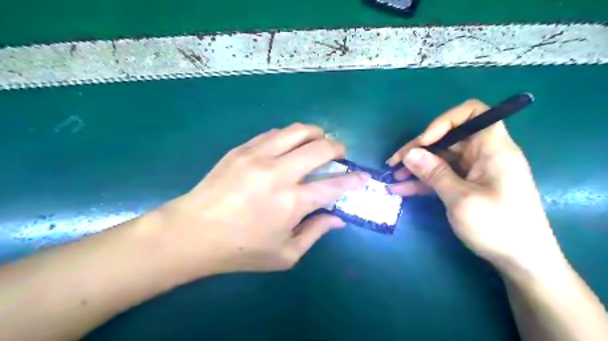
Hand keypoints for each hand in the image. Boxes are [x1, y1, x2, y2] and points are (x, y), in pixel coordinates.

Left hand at [155, 124, 367, 278]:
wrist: (193, 232)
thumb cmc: (240, 249)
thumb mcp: (285, 254)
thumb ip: (315, 233)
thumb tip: (338, 219)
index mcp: (292, 202)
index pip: (335, 185)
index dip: (354, 180)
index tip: (363, 177)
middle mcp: (279, 173)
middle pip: (321, 147)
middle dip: (338, 148)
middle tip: (340, 155)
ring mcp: (259, 156)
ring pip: (298, 130)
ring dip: (316, 134)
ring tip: (318, 143)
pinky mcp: (242, 149)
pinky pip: (275, 133)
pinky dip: (290, 136)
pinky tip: (289, 146)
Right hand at [387, 99, 562, 273]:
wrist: (521, 262)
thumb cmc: (498, 228)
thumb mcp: (461, 199)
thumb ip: (434, 173)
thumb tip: (409, 153)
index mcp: (492, 149)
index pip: (473, 113)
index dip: (445, 121)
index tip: (424, 141)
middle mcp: (483, 154)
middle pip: (447, 138)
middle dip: (418, 149)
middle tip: (394, 163)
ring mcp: (473, 171)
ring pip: (440, 158)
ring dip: (416, 166)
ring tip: (393, 176)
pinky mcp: (466, 185)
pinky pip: (441, 176)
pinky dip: (422, 181)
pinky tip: (401, 189)